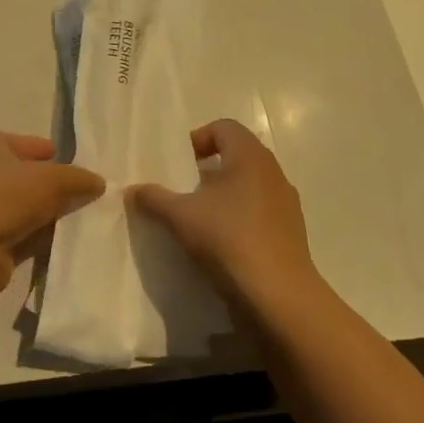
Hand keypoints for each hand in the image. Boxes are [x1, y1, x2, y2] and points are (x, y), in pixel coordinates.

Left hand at [0, 132, 104, 297]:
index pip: (28, 144)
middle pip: (23, 176)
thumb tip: (98, 182)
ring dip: (46, 214)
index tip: (80, 168)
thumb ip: (78, 178)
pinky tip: (61, 244)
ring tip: (80, 221)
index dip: (54, 154)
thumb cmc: (5, 197)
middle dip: (52, 187)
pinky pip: (16, 233)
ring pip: (21, 207)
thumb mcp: (52, 179)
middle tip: (86, 197)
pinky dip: (36, 237)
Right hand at [129, 119, 317, 307]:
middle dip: (207, 169)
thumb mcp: (180, 216)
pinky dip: (239, 218)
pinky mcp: (291, 232)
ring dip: (223, 195)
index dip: (198, 139)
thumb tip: (132, 189)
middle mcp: (273, 173)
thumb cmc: (228, 239)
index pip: (224, 127)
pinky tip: (221, 244)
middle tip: (183, 191)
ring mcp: (286, 204)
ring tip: (199, 219)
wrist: (277, 294)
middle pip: (237, 156)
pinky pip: (259, 212)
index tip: (179, 165)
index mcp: (250, 157)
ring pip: (249, 186)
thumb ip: (154, 198)